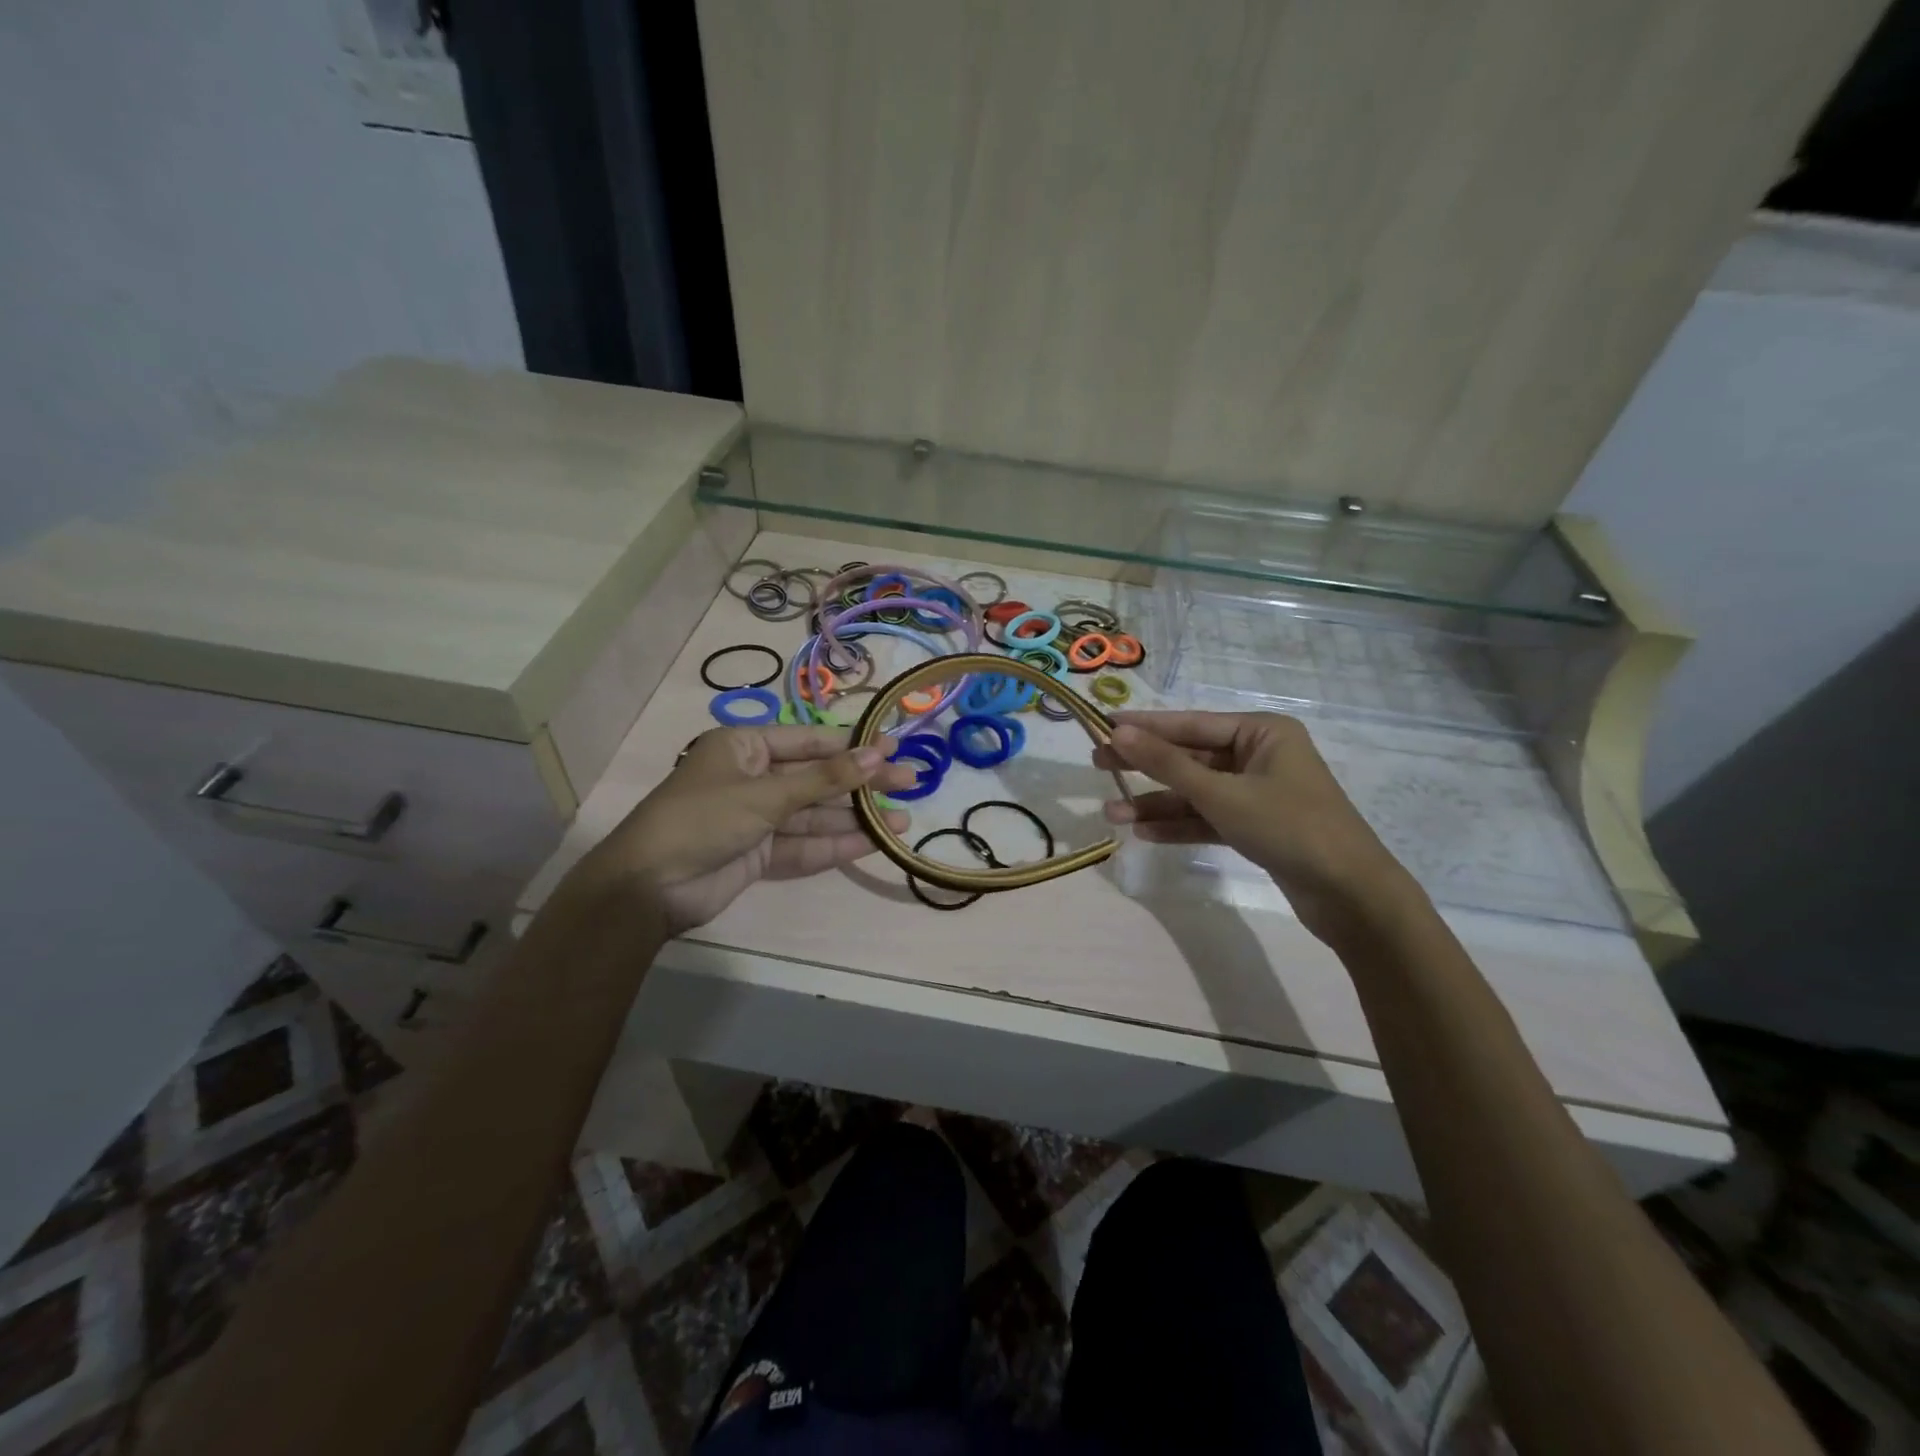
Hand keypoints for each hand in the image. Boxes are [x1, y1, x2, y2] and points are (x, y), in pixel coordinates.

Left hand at [577, 725, 917, 933]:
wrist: (647, 887)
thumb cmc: (703, 819)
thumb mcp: (765, 794)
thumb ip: (824, 779)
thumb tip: (877, 756)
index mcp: (744, 747)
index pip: (809, 741)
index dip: (852, 746)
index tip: (893, 749)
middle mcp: (752, 778)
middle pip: (816, 779)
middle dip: (860, 785)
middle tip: (910, 784)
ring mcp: (756, 819)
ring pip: (814, 815)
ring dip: (854, 819)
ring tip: (901, 822)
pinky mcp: (759, 854)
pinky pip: (803, 845)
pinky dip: (834, 845)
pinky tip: (871, 844)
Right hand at [1093, 710, 1421, 943]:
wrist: (1351, 895)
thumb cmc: (1289, 828)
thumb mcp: (1221, 794)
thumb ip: (1167, 764)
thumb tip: (1118, 733)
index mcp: (1262, 732)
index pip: (1190, 723)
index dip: (1145, 727)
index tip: (1102, 727)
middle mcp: (1260, 756)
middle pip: (1190, 757)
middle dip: (1145, 767)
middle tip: (1098, 766)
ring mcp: (1258, 793)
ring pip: (1196, 792)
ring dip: (1157, 804)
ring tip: (1111, 814)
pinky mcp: (1257, 826)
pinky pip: (1209, 817)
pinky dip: (1180, 825)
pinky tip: (1144, 834)